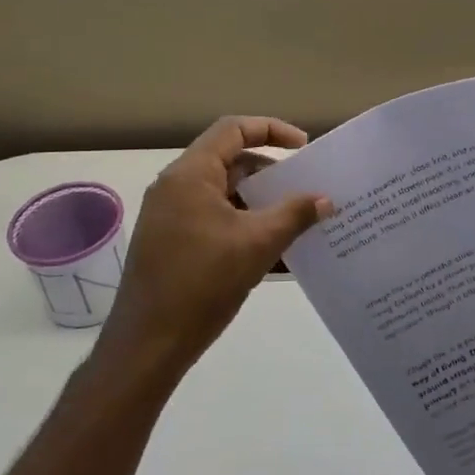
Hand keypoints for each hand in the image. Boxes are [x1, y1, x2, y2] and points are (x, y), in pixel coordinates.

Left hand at [91, 116, 330, 392]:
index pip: (234, 130)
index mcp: (190, 175)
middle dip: (271, 173)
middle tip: (305, 188)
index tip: (304, 149)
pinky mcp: (173, 243)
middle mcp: (176, 187)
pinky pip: (216, 220)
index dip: (272, 130)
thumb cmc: (202, 282)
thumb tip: (325, 199)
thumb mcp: (257, 244)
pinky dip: (244, 226)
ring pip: (225, 194)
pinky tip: (274, 250)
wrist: (148, 344)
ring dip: (261, 203)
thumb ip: (295, 214)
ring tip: (297, 220)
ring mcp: (171, 216)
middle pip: (231, 161)